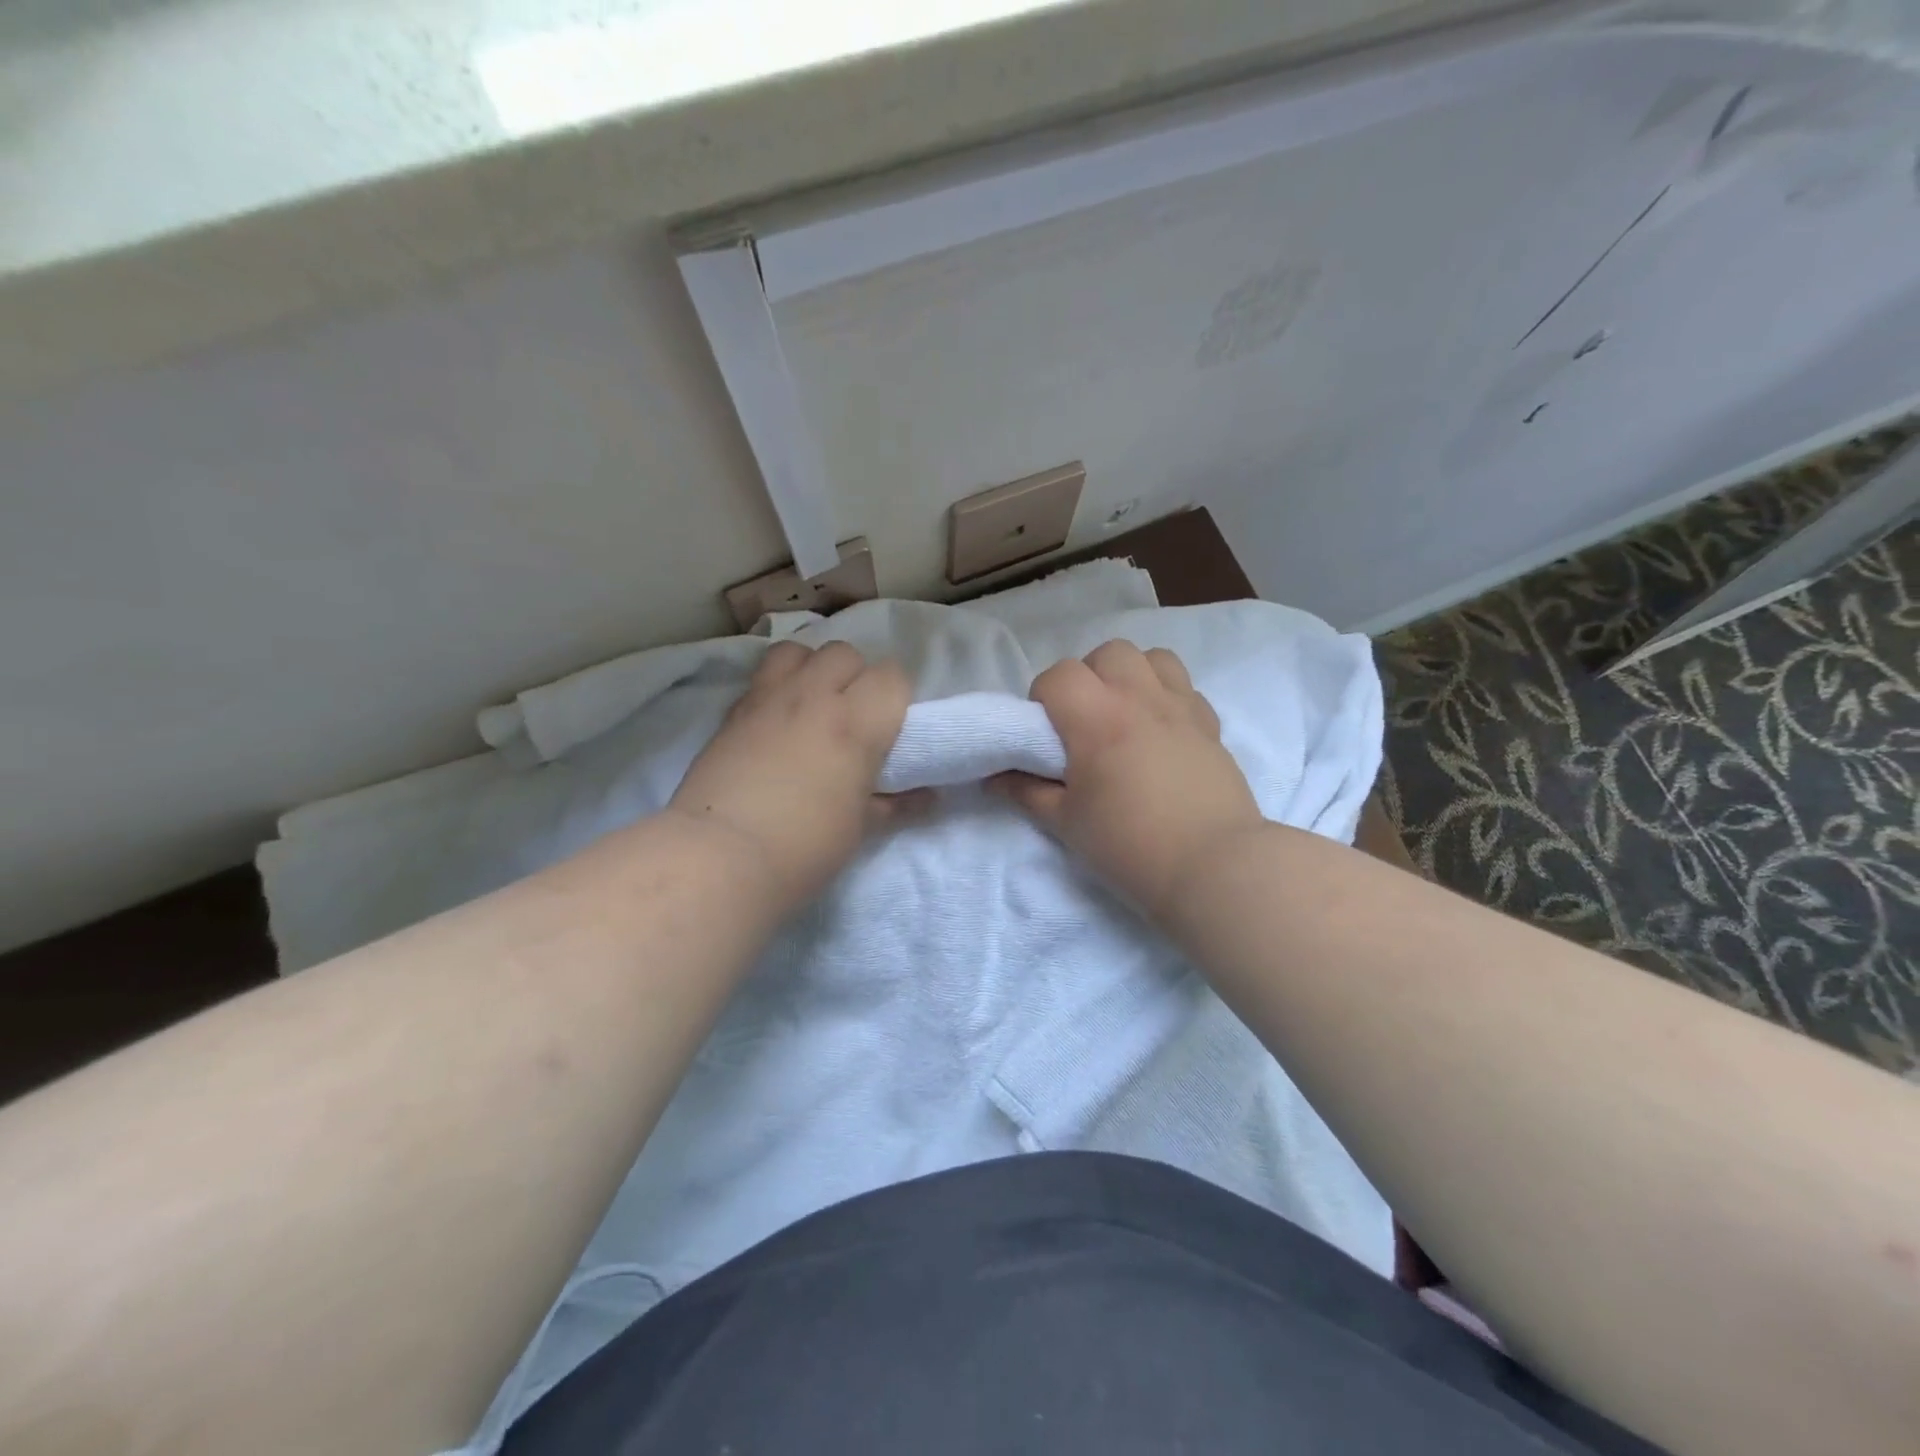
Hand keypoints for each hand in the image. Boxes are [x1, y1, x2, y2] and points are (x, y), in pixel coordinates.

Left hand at [668, 641, 913, 911]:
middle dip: (855, 677)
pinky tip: (775, 720)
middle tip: (852, 717)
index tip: (890, 727)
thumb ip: (895, 803)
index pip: (892, 676)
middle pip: (846, 653)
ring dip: (812, 669)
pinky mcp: (734, 711)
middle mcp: (814, 696)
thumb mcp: (860, 828)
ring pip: (799, 650)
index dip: (895, 697)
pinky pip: (762, 675)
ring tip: (811, 704)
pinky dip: (776, 686)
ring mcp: (768, 698)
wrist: (722, 856)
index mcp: (856, 723)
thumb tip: (927, 797)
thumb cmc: (805, 847)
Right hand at [992, 641, 1263, 921]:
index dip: (1043, 698)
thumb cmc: (1129, 846)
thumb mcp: (1065, 823)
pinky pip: (1185, 687)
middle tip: (1084, 722)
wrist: (1212, 868)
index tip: (1046, 734)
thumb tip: (994, 776)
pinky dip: (1167, 696)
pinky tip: (1161, 732)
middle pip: (1107, 654)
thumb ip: (1025, 791)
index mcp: (1097, 718)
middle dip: (1088, 678)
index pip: (1059, 675)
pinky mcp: (1210, 724)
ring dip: (1130, 676)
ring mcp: (1181, 707)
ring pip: (1152, 658)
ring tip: (1124, 715)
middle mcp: (1140, 698)